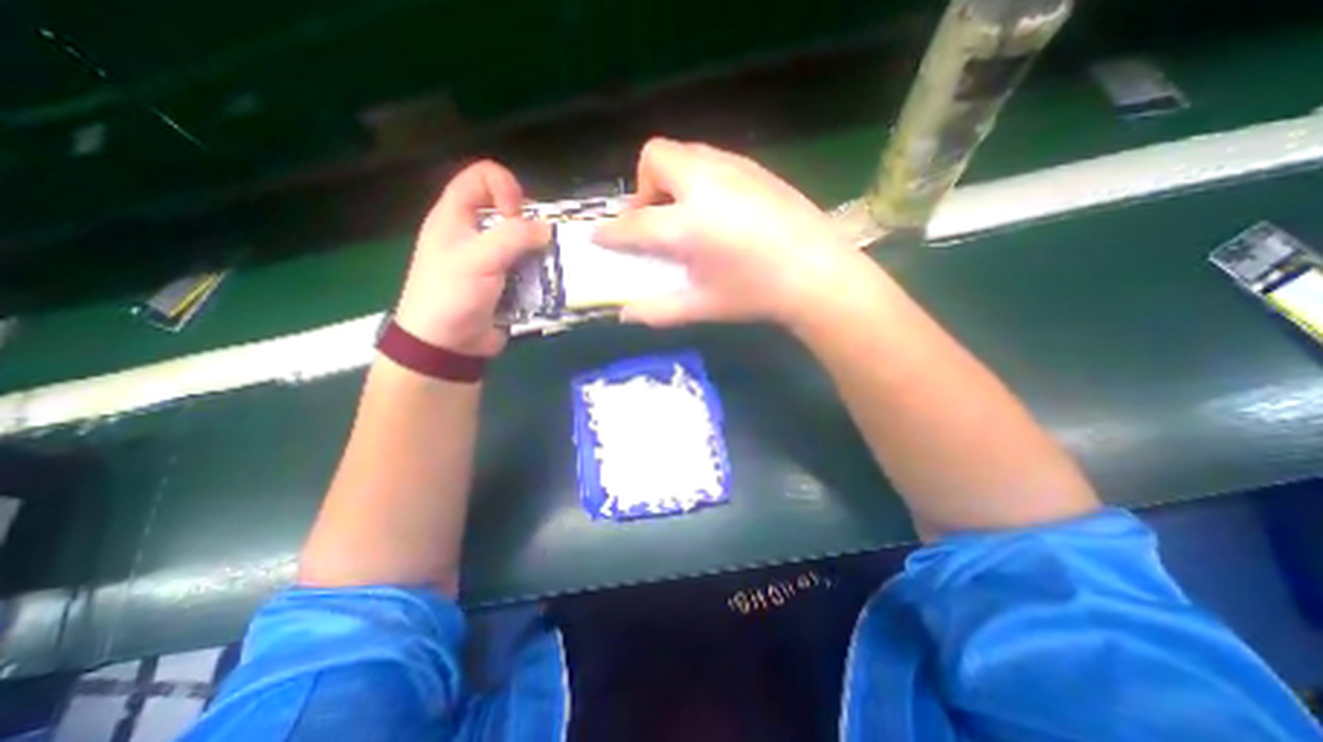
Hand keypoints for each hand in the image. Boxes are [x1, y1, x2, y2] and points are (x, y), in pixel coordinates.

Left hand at [393, 158, 546, 355]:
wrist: (447, 345)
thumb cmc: (452, 294)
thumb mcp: (479, 258)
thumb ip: (514, 236)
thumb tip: (547, 229)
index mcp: (455, 215)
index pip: (483, 177)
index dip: (505, 187)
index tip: (517, 216)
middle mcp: (474, 232)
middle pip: (509, 210)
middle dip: (530, 224)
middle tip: (537, 245)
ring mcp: (492, 259)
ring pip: (524, 242)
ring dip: (540, 252)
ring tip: (549, 267)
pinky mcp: (507, 282)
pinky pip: (530, 268)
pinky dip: (541, 273)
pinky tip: (547, 284)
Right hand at [592, 135, 869, 327]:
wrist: (819, 273)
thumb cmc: (757, 294)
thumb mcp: (703, 306)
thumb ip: (659, 310)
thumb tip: (625, 315)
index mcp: (689, 224)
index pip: (634, 224)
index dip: (611, 232)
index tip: (600, 237)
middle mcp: (706, 184)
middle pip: (656, 156)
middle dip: (645, 188)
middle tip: (657, 221)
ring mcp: (734, 169)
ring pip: (685, 152)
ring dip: (672, 180)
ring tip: (687, 215)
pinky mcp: (755, 168)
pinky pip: (712, 159)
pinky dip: (699, 178)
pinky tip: (718, 211)